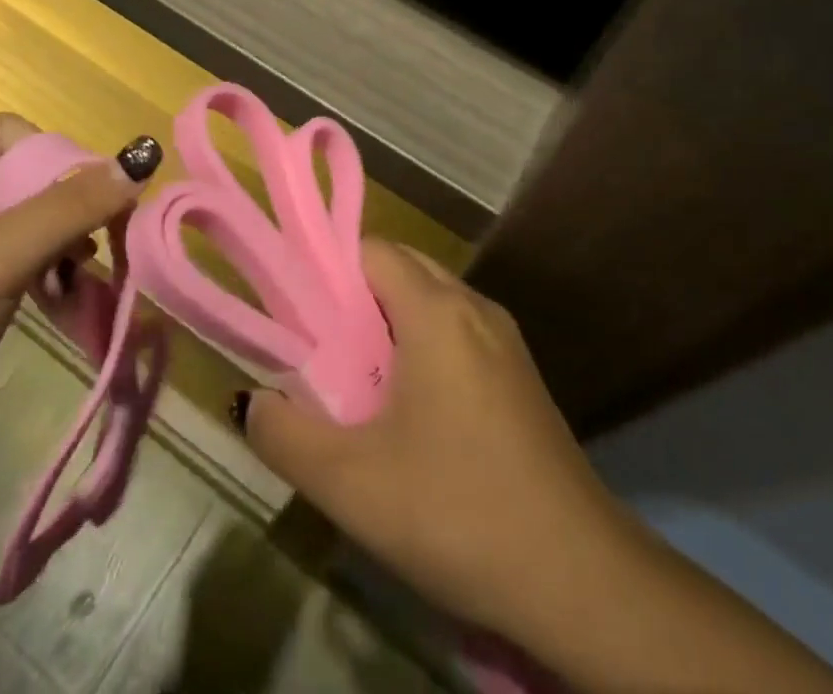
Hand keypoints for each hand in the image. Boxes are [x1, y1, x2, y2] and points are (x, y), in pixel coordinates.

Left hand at [0, 115, 157, 492]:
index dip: (53, 154)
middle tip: (99, 236)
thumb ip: (69, 205)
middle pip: (25, 175)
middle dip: (68, 202)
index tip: (90, 195)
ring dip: (65, 238)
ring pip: (30, 218)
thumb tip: (141, 156)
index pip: (9, 133)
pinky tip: (69, 291)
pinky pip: (23, 257)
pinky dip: (52, 268)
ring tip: (84, 269)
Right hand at [239, 241, 630, 644]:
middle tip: (318, 349)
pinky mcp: (521, 378)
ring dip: (390, 326)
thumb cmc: (457, 512)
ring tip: (356, 381)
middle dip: (354, 298)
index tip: (295, 311)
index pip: (371, 250)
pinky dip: (424, 349)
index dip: (327, 270)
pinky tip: (410, 413)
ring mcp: (505, 341)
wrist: (580, 580)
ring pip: (432, 303)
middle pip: (402, 269)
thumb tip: (251, 402)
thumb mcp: (351, 484)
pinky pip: (458, 336)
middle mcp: (474, 307)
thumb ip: (285, 436)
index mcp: (437, 310)